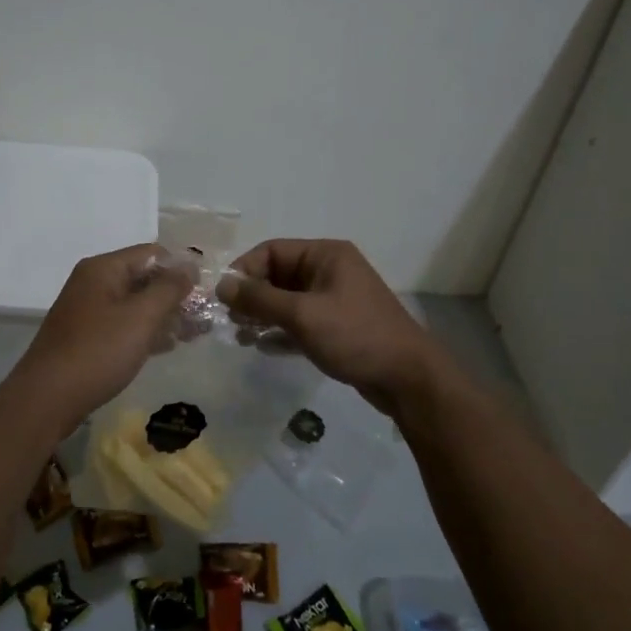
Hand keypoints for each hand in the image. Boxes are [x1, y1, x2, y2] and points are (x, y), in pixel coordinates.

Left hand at [6, 244, 196, 433]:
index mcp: (104, 269)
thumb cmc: (97, 352)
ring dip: (165, 315)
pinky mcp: (87, 337)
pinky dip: (147, 331)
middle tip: (206, 316)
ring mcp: (89, 311)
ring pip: (136, 304)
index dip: (181, 268)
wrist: (47, 399)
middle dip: (176, 295)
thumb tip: (190, 264)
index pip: (152, 253)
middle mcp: (94, 283)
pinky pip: (124, 325)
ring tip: (196, 333)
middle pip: (144, 278)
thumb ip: (169, 288)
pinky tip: (169, 346)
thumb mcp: (141, 317)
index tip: (208, 289)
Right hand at [219, 239, 440, 415]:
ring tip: (242, 336)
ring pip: (287, 300)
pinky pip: (300, 321)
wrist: (408, 379)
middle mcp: (330, 270)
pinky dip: (281, 331)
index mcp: (326, 254)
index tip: (223, 297)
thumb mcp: (303, 314)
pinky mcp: (338, 326)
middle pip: (278, 275)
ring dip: (263, 315)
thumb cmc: (355, 335)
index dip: (245, 270)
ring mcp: (335, 299)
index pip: (272, 251)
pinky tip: (263, 348)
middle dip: (252, 296)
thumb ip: (260, 299)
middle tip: (230, 320)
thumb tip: (221, 285)